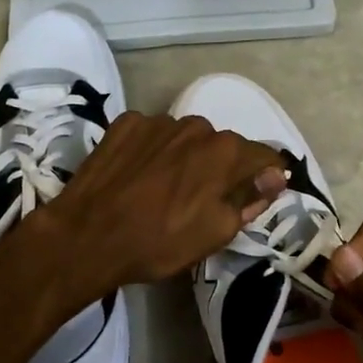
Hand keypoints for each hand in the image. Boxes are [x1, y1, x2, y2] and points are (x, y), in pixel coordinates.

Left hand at [28, 112, 285, 293]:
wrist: (87, 236)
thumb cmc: (159, 242)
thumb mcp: (216, 233)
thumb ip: (251, 198)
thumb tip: (276, 176)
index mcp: (225, 152)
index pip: (263, 157)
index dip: (264, 177)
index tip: (256, 196)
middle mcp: (196, 126)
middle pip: (221, 146)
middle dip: (219, 168)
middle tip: (200, 200)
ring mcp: (157, 121)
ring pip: (185, 138)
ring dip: (184, 157)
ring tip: (163, 188)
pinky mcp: (124, 124)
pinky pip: (151, 134)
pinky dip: (152, 150)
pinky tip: (137, 175)